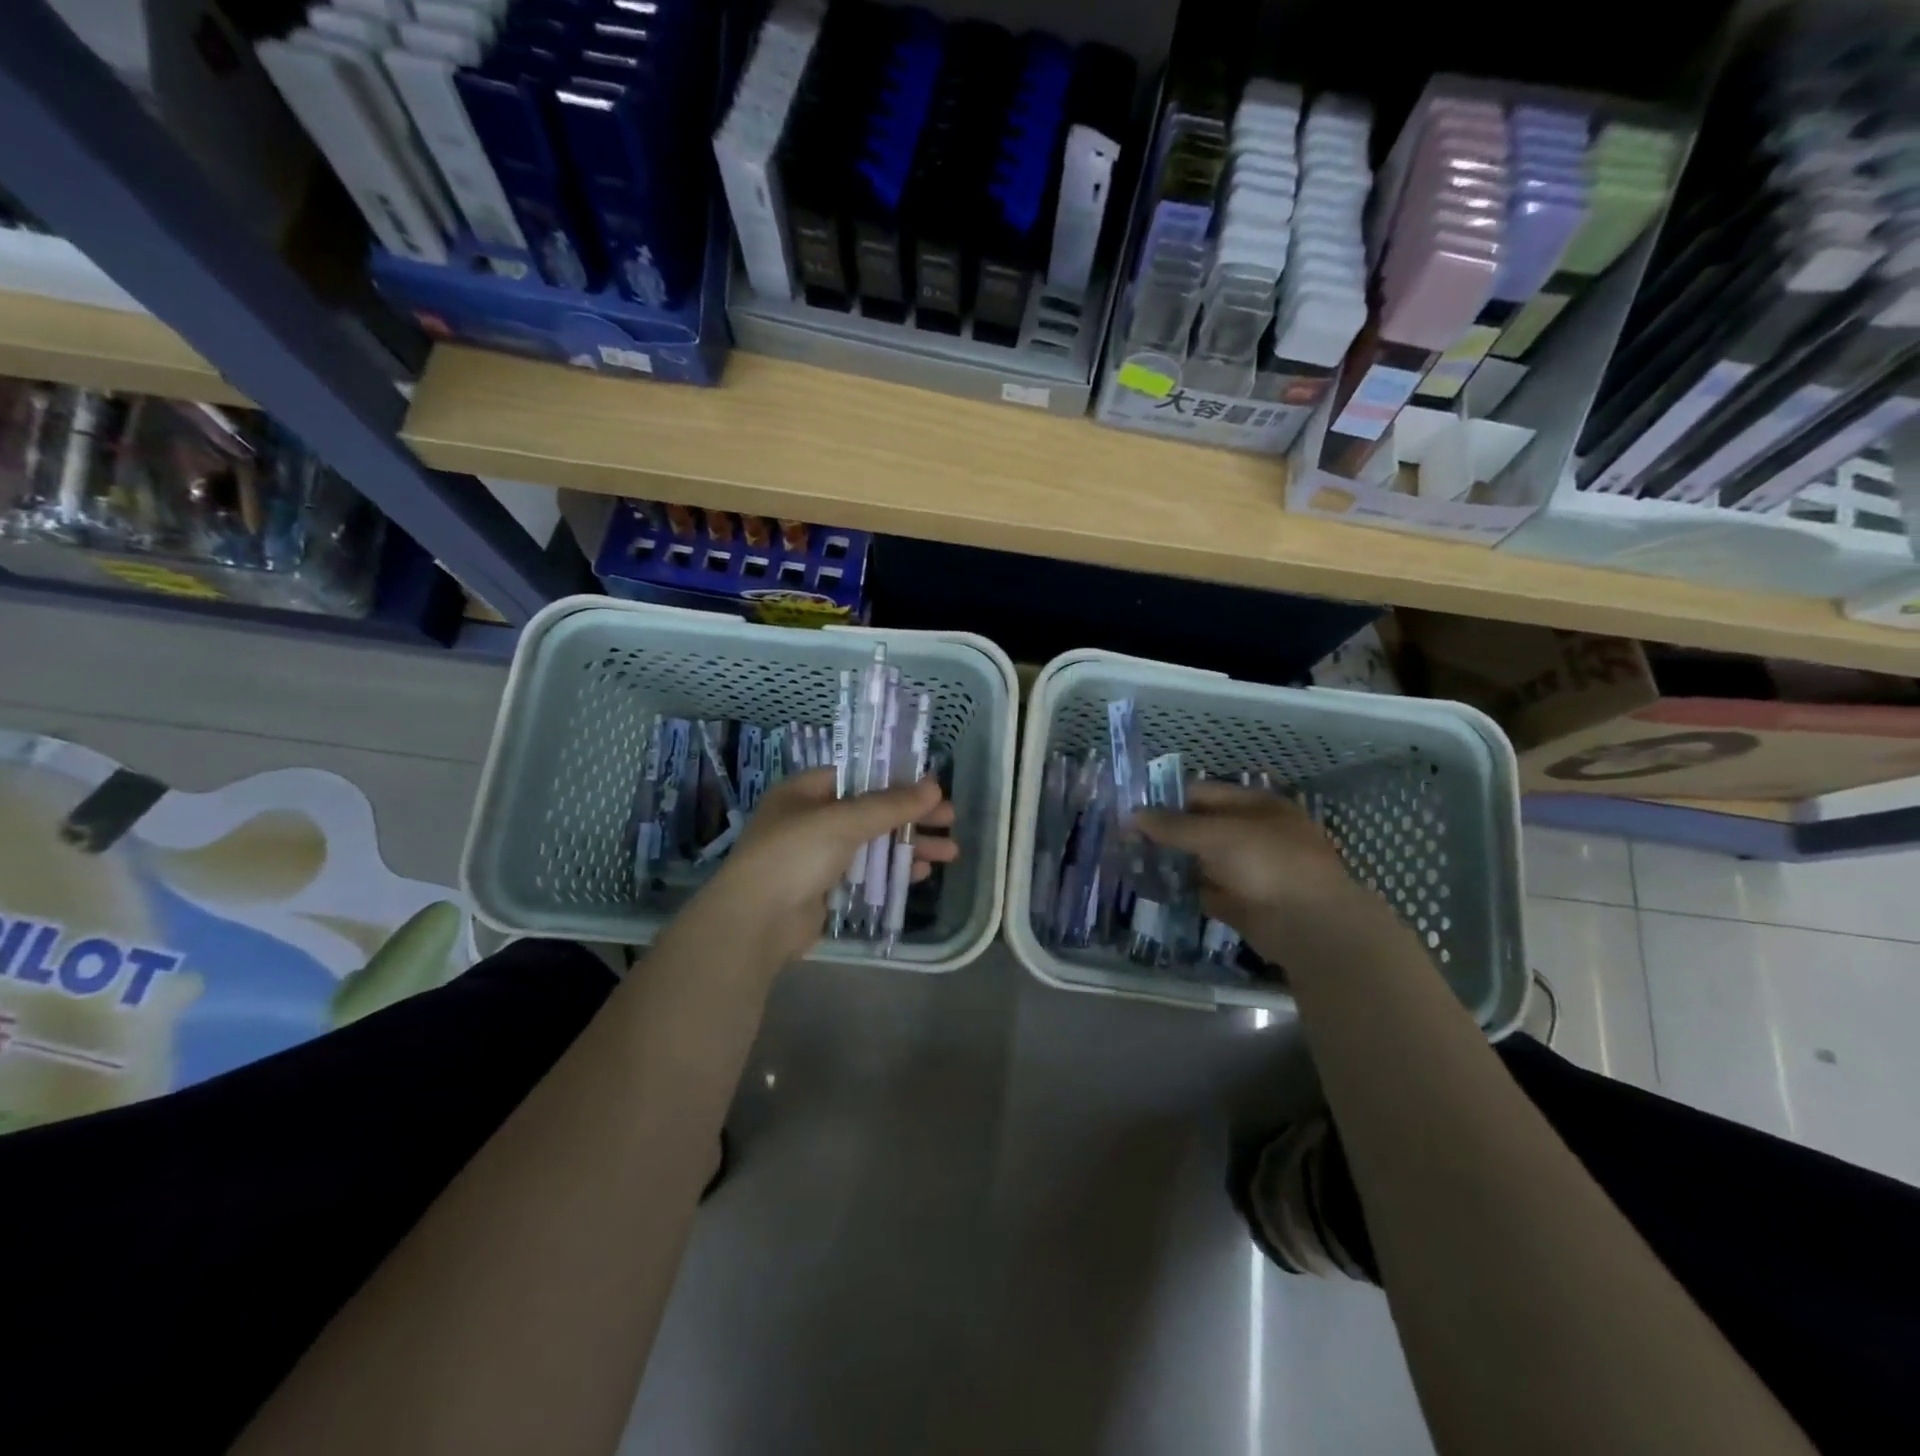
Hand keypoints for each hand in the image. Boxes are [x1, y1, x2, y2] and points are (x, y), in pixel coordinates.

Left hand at [700, 768, 958, 964]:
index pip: (857, 776)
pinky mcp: (827, 888)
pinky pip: (867, 872)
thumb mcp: (842, 821)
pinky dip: (893, 870)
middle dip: (911, 815)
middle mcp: (811, 819)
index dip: (895, 778)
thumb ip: (889, 805)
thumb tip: (934, 787)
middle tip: (950, 819)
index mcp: (804, 792)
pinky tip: (922, 872)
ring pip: (873, 843)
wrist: (755, 923)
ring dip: (909, 845)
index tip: (931, 785)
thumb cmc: (793, 855)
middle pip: (871, 810)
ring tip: (950, 851)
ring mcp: (818, 856)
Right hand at [1136, 782, 1385, 962]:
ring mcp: (1248, 869)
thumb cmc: (1266, 862)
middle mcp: (1252, 833)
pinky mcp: (1241, 902)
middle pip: (1200, 827)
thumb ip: (1173, 826)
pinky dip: (1182, 890)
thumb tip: (1133, 816)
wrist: (1308, 925)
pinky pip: (1204, 890)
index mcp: (1255, 805)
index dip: (1166, 800)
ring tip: (1131, 862)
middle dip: (1165, 833)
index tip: (1131, 811)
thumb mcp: (1216, 835)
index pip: (1201, 794)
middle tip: (1125, 839)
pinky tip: (1153, 889)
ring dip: (1171, 861)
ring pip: (1200, 860)